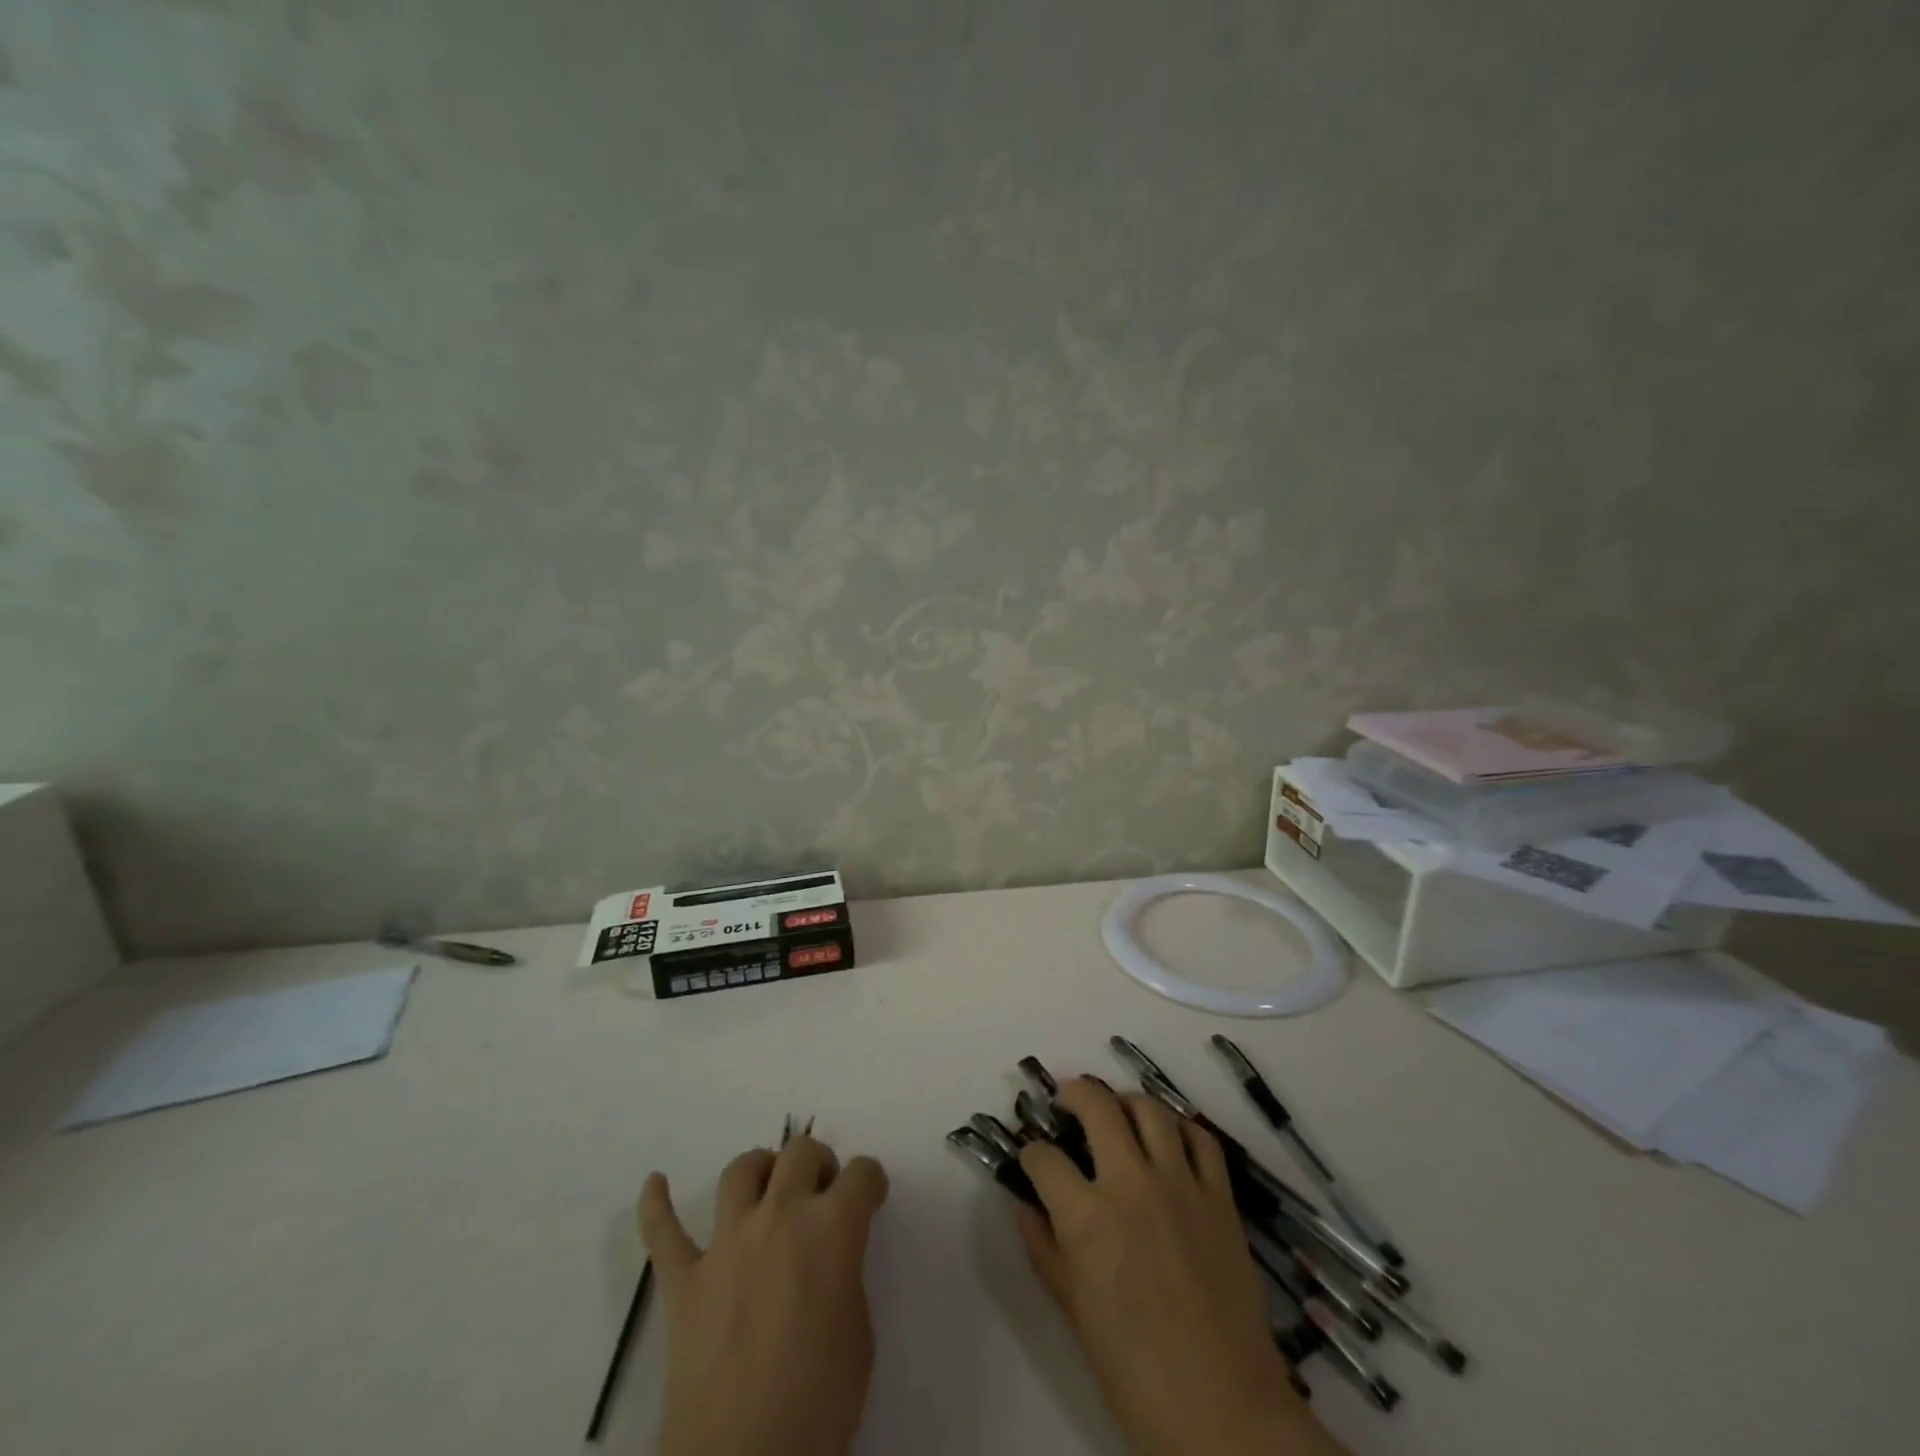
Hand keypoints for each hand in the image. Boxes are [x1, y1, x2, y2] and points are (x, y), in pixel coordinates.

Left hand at [640, 1136, 889, 1455]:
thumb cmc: (817, 1403)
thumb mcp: (858, 1335)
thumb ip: (844, 1278)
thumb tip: (830, 1264)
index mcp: (832, 1227)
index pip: (862, 1174)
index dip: (871, 1182)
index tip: (870, 1197)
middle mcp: (780, 1215)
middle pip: (800, 1153)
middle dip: (818, 1163)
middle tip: (822, 1192)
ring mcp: (726, 1243)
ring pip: (740, 1172)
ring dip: (759, 1169)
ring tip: (767, 1186)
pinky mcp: (684, 1279)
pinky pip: (663, 1232)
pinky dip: (655, 1205)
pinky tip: (654, 1184)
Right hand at [1015, 1078, 1347, 1455]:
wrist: (1223, 1410)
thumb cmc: (1135, 1372)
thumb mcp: (1074, 1312)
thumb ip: (1044, 1249)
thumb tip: (1022, 1204)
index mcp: (1087, 1217)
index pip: (1044, 1158)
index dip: (1031, 1152)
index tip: (1031, 1157)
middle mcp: (1130, 1183)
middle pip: (1097, 1106)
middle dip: (1073, 1093)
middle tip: (1067, 1098)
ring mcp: (1180, 1184)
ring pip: (1150, 1109)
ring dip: (1126, 1101)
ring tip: (1117, 1110)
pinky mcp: (1220, 1197)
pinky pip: (1202, 1140)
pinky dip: (1182, 1129)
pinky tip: (1171, 1138)